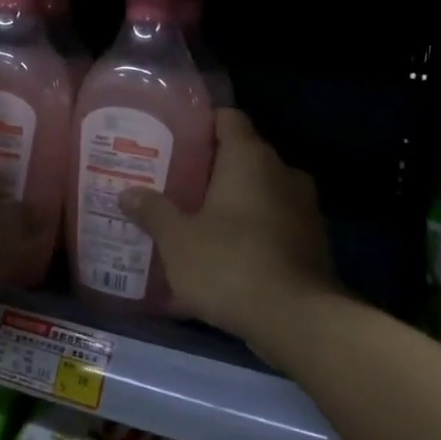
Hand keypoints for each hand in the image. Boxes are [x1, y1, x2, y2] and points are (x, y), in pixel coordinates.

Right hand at [118, 109, 338, 366]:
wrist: (298, 321)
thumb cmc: (230, 264)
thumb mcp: (177, 240)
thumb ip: (153, 211)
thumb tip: (128, 193)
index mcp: (250, 158)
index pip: (227, 118)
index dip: (200, 124)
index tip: (172, 140)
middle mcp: (282, 173)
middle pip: (241, 157)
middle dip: (208, 171)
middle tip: (173, 185)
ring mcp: (303, 209)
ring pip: (258, 194)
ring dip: (230, 206)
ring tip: (193, 223)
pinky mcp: (312, 244)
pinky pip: (272, 227)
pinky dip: (249, 235)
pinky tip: (221, 259)